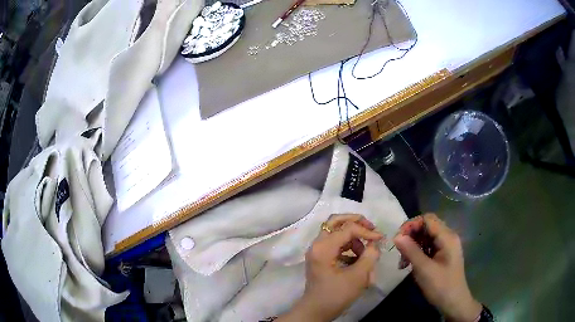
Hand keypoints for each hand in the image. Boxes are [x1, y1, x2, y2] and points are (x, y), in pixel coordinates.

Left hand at [277, 214, 382, 321]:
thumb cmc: (336, 295)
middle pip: (335, 221)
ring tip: (366, 251)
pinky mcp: (320, 258)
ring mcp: (317, 251)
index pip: (348, 229)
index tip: (381, 238)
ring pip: (336, 232)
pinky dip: (347, 246)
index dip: (367, 231)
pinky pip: (335, 244)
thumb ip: (370, 256)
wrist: (316, 311)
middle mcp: (317, 244)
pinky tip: (358, 258)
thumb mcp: (358, 276)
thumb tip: (375, 243)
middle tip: (371, 227)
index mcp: (323, 247)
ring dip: (353, 237)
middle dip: (355, 221)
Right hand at [393, 214, 481, 321]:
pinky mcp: (443, 255)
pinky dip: (418, 252)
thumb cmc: (441, 286)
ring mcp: (446, 246)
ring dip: (413, 245)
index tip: (398, 239)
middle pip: (426, 226)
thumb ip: (411, 251)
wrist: (454, 303)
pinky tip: (410, 264)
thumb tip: (396, 236)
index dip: (411, 225)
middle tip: (399, 252)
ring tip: (403, 262)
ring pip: (426, 237)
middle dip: (411, 236)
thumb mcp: (424, 269)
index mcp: (447, 237)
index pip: (427, 219)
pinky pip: (428, 246)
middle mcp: (448, 237)